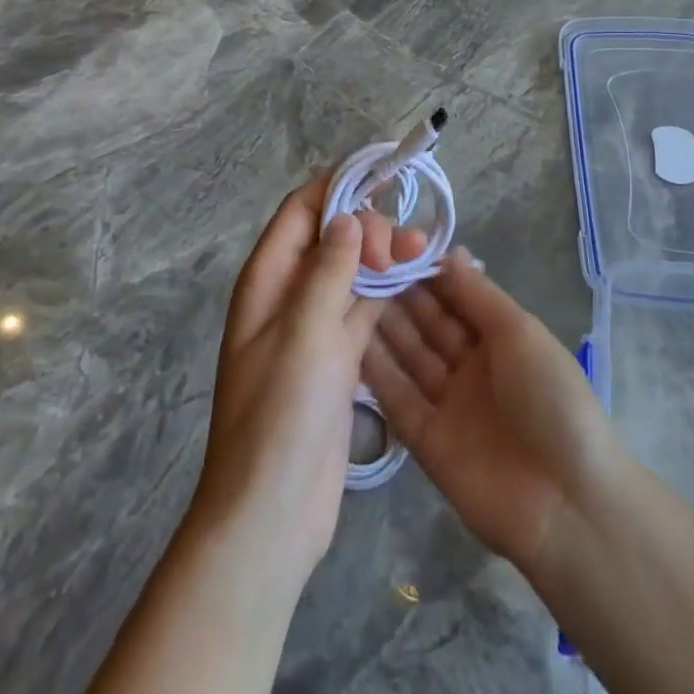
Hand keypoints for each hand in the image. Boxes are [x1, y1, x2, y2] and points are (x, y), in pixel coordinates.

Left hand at [188, 180, 423, 589]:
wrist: (273, 513)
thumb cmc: (281, 414)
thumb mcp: (305, 330)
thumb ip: (328, 268)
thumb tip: (346, 216)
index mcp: (268, 280)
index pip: (301, 211)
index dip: (338, 188)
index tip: (384, 181)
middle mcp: (289, 295)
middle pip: (331, 238)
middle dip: (371, 228)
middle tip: (409, 245)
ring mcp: (314, 328)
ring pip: (353, 273)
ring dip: (385, 258)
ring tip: (426, 254)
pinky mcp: (338, 358)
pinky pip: (364, 309)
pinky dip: (389, 293)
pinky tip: (420, 283)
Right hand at [362, 250, 625, 575]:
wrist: (565, 501)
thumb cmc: (551, 399)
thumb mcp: (520, 333)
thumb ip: (479, 295)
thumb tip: (447, 252)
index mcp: (501, 338)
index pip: (455, 297)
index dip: (426, 274)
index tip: (388, 247)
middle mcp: (472, 366)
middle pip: (429, 325)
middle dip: (399, 297)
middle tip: (357, 267)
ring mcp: (448, 404)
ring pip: (410, 358)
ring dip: (383, 329)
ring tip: (345, 296)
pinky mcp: (426, 441)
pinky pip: (398, 400)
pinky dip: (377, 375)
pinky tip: (348, 345)